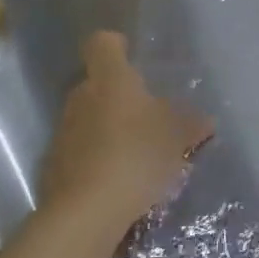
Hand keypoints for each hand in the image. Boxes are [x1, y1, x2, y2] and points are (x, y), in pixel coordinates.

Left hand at [40, 31, 213, 232]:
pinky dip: (95, 160)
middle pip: (97, 84)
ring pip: (88, 119)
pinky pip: (79, 152)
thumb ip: (191, 124)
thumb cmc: (135, 155)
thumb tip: (205, 120)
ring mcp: (62, 133)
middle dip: (119, 97)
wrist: (85, 214)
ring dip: (107, 130)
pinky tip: (117, 182)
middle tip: (147, 117)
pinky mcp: (53, 168)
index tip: (131, 56)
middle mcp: (81, 97)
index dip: (116, 46)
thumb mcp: (176, 137)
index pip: (103, 43)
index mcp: (110, 78)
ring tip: (136, 154)